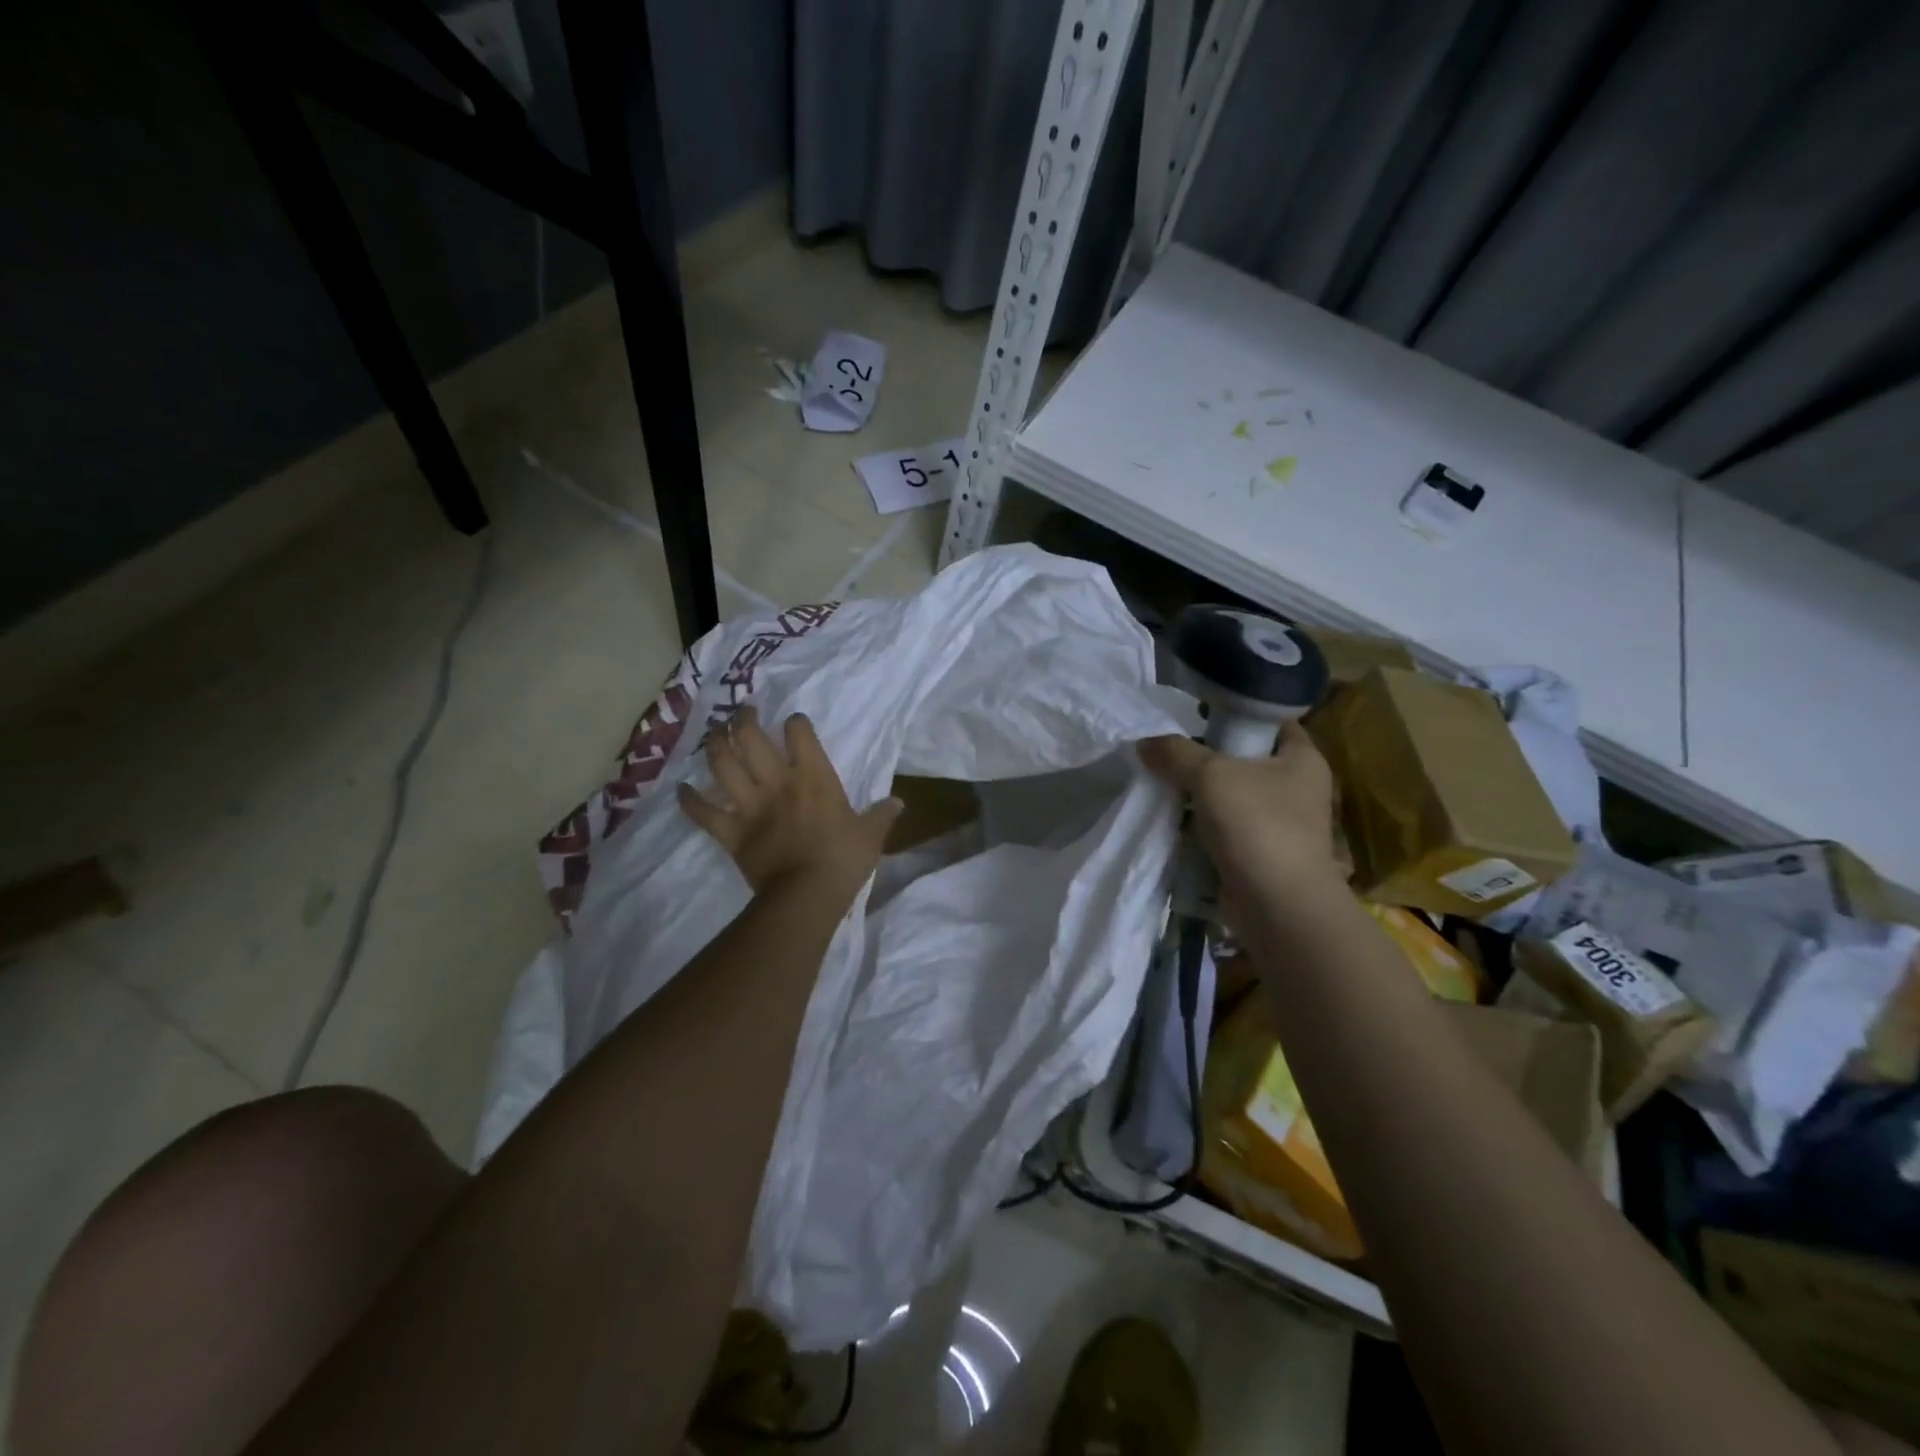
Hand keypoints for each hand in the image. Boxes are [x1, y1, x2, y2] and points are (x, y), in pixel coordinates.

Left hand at [678, 707, 900, 896]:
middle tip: (742, 713)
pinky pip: (703, 812)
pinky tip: (681, 789)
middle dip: (743, 720)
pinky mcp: (731, 832)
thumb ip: (882, 815)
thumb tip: (898, 802)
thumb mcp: (870, 835)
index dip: (795, 723)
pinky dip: (689, 800)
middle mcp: (777, 782)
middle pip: (751, 738)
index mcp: (814, 778)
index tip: (794, 722)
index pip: (800, 734)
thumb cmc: (843, 860)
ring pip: (722, 765)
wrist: (807, 895)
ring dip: (715, 746)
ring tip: (714, 736)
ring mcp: (750, 805)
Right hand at [1138, 722, 1339, 894]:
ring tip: (1164, 786)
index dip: (1238, 714)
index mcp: (1303, 759)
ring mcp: (1281, 825)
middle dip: (1209, 758)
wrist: (1278, 906)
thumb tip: (1145, 743)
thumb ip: (1176, 753)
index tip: (1199, 716)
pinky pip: (1226, 830)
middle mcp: (1298, 788)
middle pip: (1246, 760)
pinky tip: (1174, 822)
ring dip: (1201, 796)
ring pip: (1233, 798)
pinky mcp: (1262, 854)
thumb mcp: (1210, 775)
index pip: (1273, 722)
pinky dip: (1202, 827)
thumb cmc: (1257, 825)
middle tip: (1171, 752)